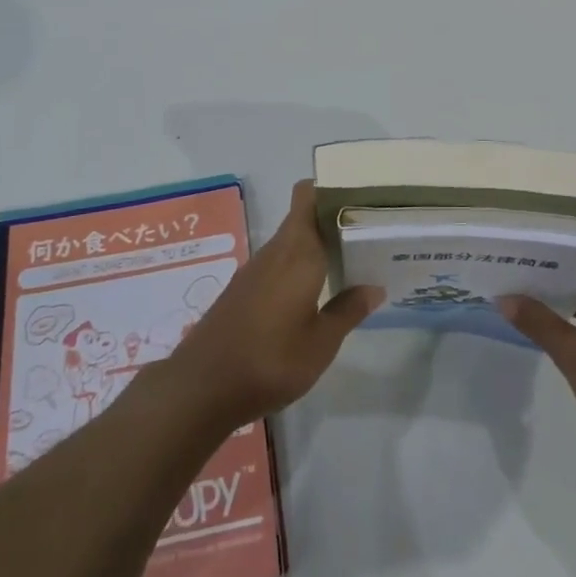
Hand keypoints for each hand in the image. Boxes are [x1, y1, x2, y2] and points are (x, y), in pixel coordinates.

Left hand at [164, 181, 381, 429]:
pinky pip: (278, 263)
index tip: (362, 199)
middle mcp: (276, 251)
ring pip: (291, 241)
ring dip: (317, 245)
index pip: (309, 195)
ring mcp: (255, 269)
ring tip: (350, 260)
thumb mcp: (321, 343)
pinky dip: (299, 267)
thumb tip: (374, 287)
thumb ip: (348, 310)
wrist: (201, 387)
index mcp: (298, 251)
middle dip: (333, 220)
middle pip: (304, 216)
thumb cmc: (270, 360)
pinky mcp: (242, 289)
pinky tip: (315, 291)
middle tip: (368, 234)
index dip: (332, 189)